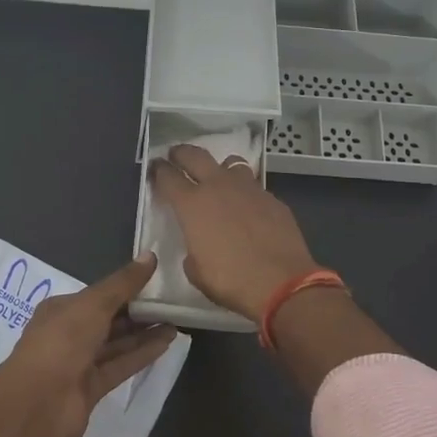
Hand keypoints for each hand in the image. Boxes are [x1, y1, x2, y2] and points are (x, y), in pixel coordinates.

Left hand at [0, 253, 177, 436]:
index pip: (98, 295)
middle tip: (172, 301)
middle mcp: (69, 334)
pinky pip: (121, 365)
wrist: (38, 404)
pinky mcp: (92, 388)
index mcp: (62, 309)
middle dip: (138, 311)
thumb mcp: (93, 304)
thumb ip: (123, 283)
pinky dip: (142, 354)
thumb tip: (151, 255)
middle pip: (109, 319)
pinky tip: (167, 342)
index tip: (156, 280)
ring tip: (176, 320)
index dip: (125, 287)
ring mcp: (80, 363)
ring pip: (117, 343)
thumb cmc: (62, 342)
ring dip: (144, 333)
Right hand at [148, 143, 320, 319]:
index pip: (168, 176)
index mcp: (192, 204)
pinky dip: (246, 193)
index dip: (159, 170)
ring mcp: (249, 189)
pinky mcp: (273, 199)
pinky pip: (254, 187)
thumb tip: (198, 244)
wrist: (282, 283)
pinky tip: (249, 209)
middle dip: (182, 153)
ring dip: (220, 169)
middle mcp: (219, 187)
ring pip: (231, 163)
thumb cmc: (230, 280)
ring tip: (219, 180)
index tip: (155, 168)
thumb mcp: (196, 271)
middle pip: (195, 155)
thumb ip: (192, 249)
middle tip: (176, 155)